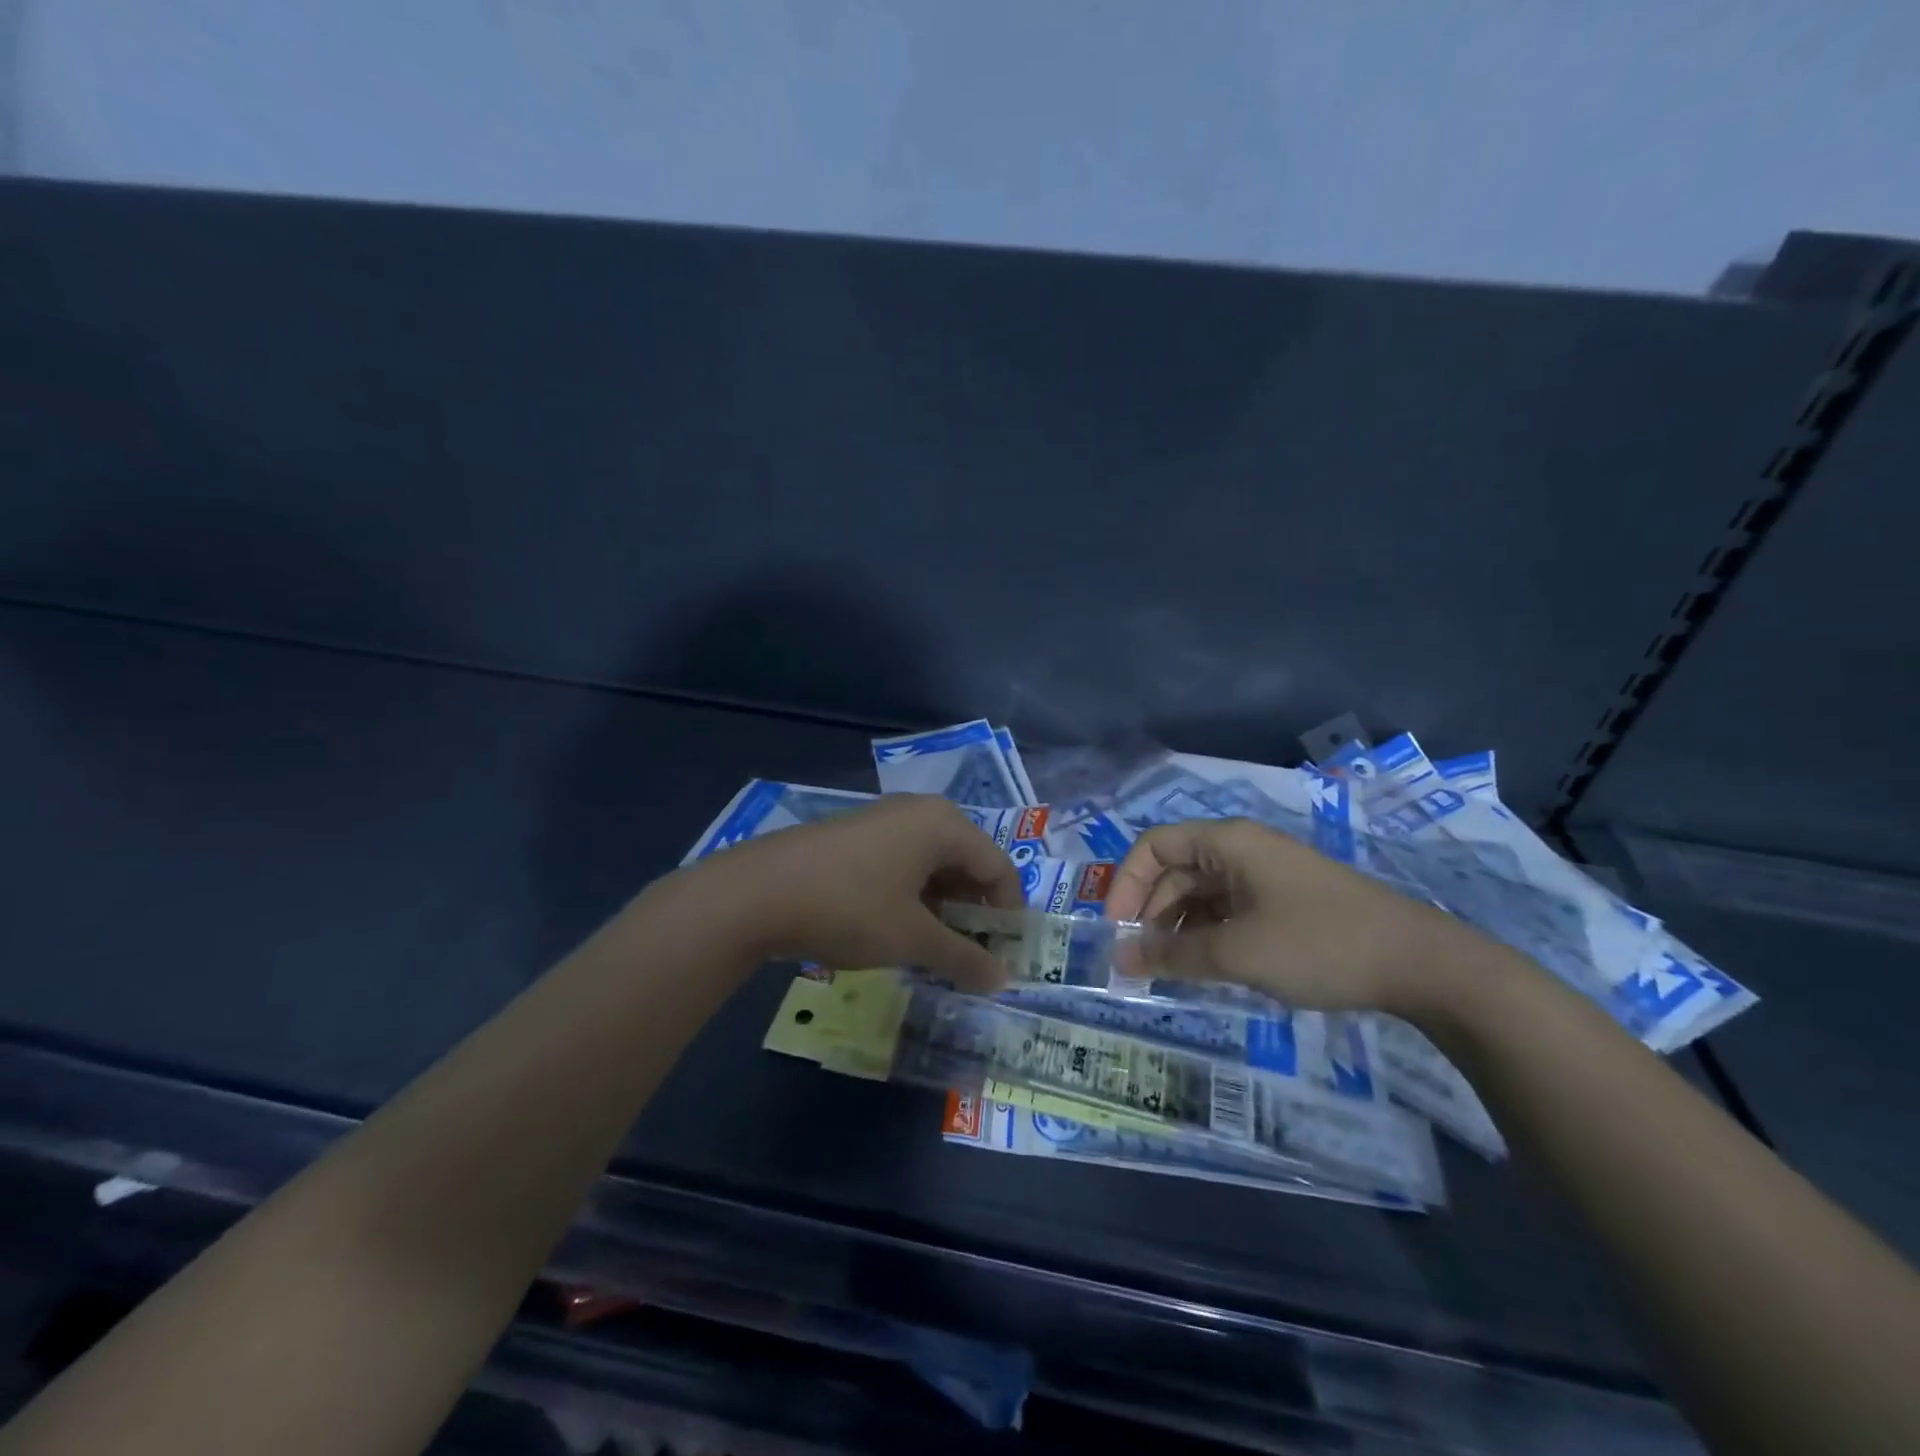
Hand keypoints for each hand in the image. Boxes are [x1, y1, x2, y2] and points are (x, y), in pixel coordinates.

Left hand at [664, 795, 1024, 989]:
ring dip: (943, 909)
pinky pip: (903, 864)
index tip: (1004, 959)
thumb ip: (964, 958)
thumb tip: (1003, 981)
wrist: (756, 893)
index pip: (999, 867)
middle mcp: (919, 812)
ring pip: (933, 866)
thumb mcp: (912, 939)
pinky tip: (899, 931)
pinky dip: (913, 898)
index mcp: (944, 824)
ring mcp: (883, 821)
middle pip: (967, 863)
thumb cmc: (850, 908)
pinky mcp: (855, 837)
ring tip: (936, 951)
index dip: (1008, 915)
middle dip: (974, 913)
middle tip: (971, 958)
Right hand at [1104, 818, 1491, 1014]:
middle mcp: (1242, 850)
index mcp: (1227, 843)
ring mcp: (1265, 876)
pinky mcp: (1284, 902)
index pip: (1154, 846)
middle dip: (1151, 912)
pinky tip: (1208, 968)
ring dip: (1179, 927)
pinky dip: (1209, 935)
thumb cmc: (1319, 945)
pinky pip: (1229, 910)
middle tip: (1140, 961)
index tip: (1117, 930)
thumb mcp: (1238, 953)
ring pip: (1202, 894)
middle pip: (1175, 871)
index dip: (1126, 883)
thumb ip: (1173, 955)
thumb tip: (1119, 959)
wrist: (1420, 963)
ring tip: (1171, 971)